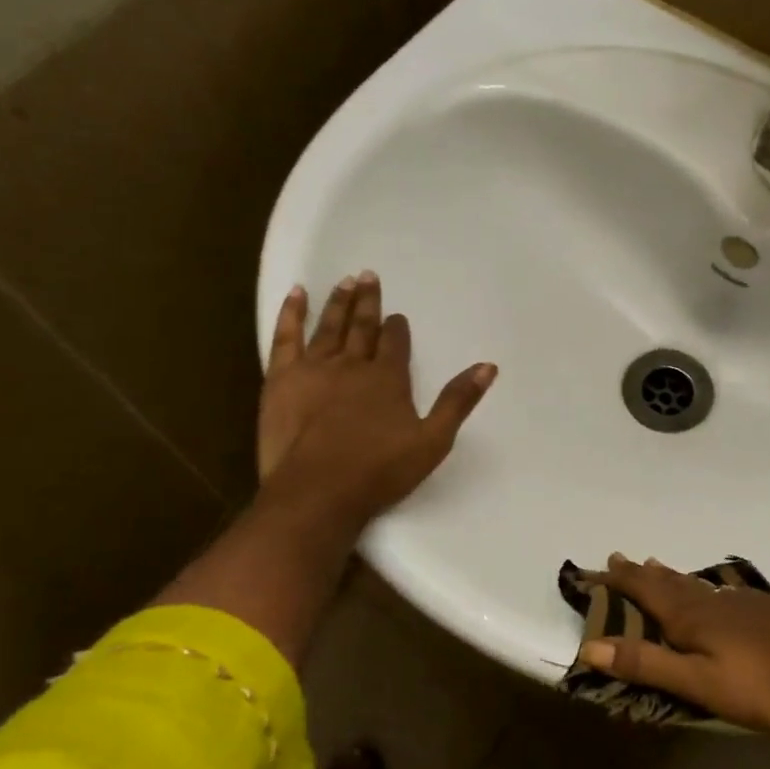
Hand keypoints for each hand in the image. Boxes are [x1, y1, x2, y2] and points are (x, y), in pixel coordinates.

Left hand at [258, 272, 495, 523]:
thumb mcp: (432, 441)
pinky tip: (296, 294)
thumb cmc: (379, 471)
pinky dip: (291, 313)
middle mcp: (352, 364)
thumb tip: (488, 366)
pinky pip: (286, 336)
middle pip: (362, 326)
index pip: (395, 343)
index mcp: (388, 378)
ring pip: (329, 326)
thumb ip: (458, 402)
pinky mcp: (281, 379)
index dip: (398, 328)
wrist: (317, 492)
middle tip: (369, 276)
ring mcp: (314, 369)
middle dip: (368, 302)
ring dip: (338, 302)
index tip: (398, 316)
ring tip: (345, 280)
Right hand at [576, 554, 769, 731]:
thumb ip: (647, 664)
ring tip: (653, 563)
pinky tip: (712, 589)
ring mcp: (739, 601)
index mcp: (689, 617)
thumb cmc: (760, 684)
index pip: (643, 591)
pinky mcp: (763, 608)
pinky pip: (718, 589)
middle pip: (666, 581)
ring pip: (693, 582)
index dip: (616, 581)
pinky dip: (699, 584)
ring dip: (668, 574)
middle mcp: (710, 600)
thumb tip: (590, 645)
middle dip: (638, 572)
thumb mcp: (698, 683)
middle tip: (617, 557)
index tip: (591, 570)